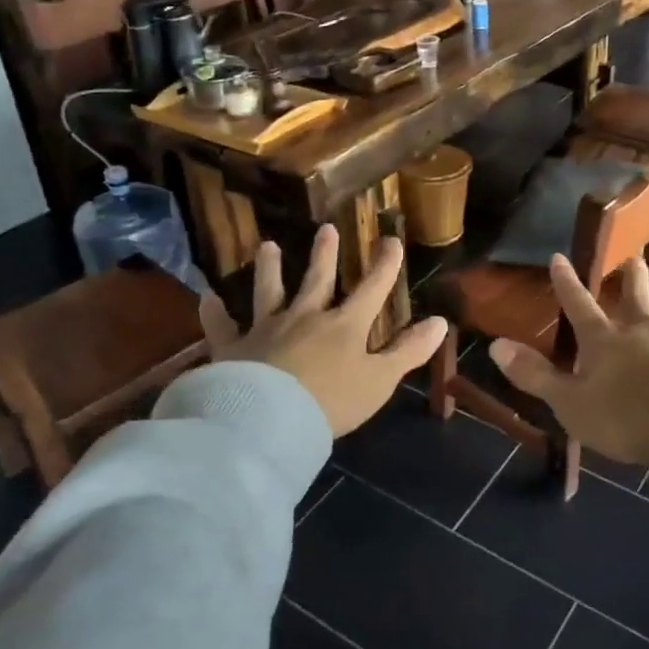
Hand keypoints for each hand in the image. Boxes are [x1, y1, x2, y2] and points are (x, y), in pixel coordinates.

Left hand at [198, 225, 448, 437]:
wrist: (269, 421)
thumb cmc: (331, 402)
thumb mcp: (380, 380)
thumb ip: (409, 351)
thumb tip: (441, 322)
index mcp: (344, 325)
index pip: (372, 289)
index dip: (384, 265)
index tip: (391, 239)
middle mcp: (306, 317)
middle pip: (317, 280)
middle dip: (325, 254)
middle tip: (326, 228)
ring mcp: (266, 329)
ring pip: (268, 291)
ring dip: (269, 268)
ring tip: (267, 245)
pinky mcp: (233, 348)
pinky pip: (222, 326)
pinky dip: (214, 312)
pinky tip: (207, 297)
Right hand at [489, 256, 648, 466]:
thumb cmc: (626, 420)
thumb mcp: (570, 404)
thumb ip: (535, 375)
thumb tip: (496, 346)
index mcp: (605, 341)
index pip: (579, 305)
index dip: (566, 282)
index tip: (559, 258)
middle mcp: (642, 330)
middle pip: (634, 297)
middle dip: (630, 277)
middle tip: (633, 257)